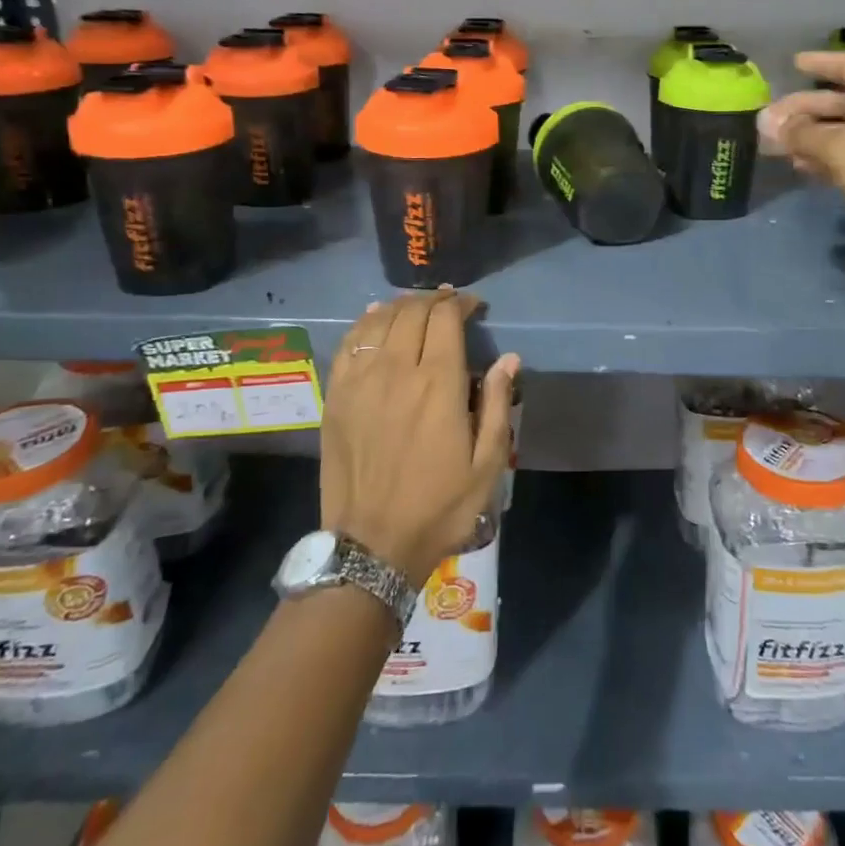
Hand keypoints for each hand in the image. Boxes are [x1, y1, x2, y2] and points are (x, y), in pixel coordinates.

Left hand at [320, 288, 519, 584]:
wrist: (372, 546)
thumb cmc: (439, 507)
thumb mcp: (487, 465)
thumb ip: (497, 405)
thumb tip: (508, 358)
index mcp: (438, 385)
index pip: (445, 319)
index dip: (460, 302)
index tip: (473, 305)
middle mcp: (397, 372)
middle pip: (412, 313)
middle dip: (433, 299)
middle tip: (448, 303)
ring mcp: (360, 382)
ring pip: (378, 322)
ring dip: (400, 306)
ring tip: (416, 307)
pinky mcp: (336, 397)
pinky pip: (349, 345)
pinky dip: (364, 324)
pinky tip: (374, 319)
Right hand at [759, 50, 844, 303]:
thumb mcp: (844, 150)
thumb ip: (803, 134)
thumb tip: (769, 122)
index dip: (821, 63)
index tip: (793, 62)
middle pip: (841, 102)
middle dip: (804, 108)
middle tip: (768, 120)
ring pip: (843, 132)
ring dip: (810, 136)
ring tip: (776, 146)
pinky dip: (826, 159)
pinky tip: (803, 168)